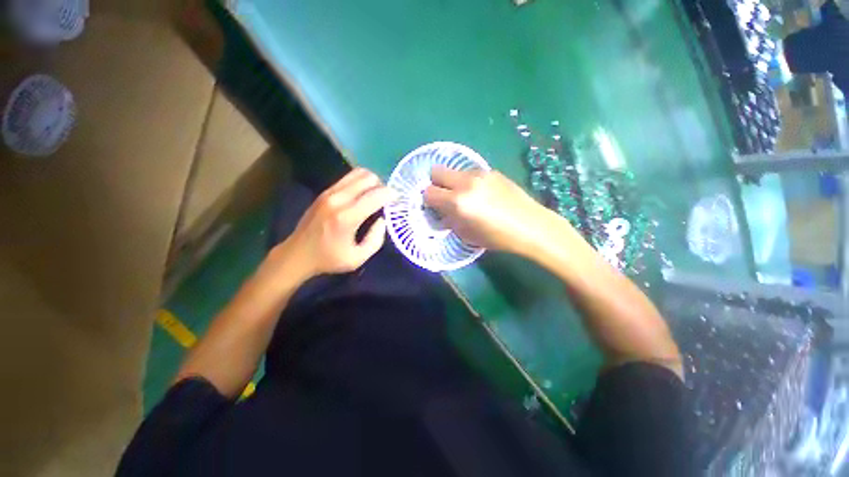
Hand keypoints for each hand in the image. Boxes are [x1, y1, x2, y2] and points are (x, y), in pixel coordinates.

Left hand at [273, 168, 392, 279]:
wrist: (297, 254)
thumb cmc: (329, 259)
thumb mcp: (358, 258)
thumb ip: (375, 239)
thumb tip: (382, 220)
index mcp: (347, 217)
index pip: (376, 195)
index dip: (391, 194)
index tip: (398, 199)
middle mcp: (338, 199)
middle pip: (368, 178)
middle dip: (382, 186)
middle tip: (386, 199)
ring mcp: (329, 193)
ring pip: (358, 173)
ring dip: (372, 181)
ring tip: (376, 195)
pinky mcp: (325, 192)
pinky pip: (348, 178)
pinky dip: (360, 182)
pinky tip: (363, 194)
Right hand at [423, 166, 563, 255]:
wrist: (530, 225)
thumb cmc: (497, 237)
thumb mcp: (467, 234)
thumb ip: (449, 220)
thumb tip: (442, 212)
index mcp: (458, 201)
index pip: (429, 192)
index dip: (429, 200)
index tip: (435, 207)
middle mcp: (465, 182)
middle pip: (436, 171)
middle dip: (436, 183)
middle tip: (445, 197)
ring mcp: (480, 174)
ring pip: (454, 171)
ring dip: (453, 182)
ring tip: (467, 196)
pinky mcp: (492, 171)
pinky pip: (470, 173)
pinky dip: (468, 181)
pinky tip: (482, 194)